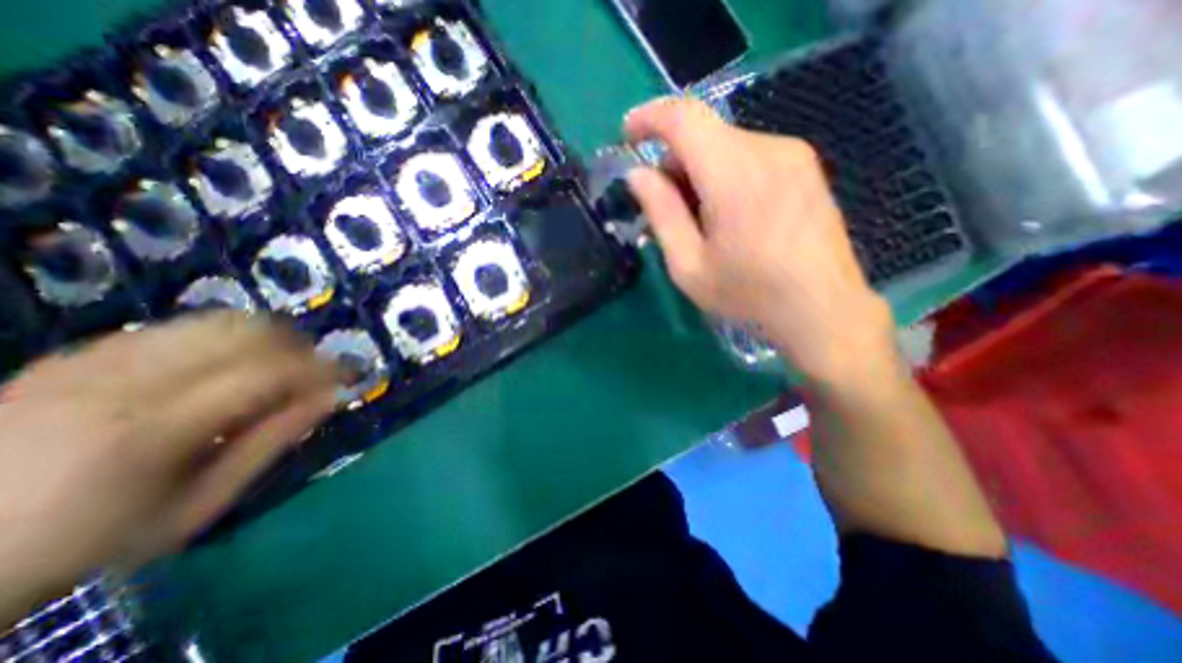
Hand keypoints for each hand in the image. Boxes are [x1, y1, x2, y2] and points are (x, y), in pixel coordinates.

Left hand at [1, 312, 336, 619]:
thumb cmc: (95, 537)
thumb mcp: (200, 504)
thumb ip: (271, 444)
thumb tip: (329, 399)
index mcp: (154, 428)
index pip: (268, 373)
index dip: (321, 367)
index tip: (349, 373)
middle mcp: (124, 380)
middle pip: (245, 332)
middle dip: (298, 344)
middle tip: (316, 368)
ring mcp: (94, 359)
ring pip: (215, 320)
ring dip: (266, 335)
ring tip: (281, 362)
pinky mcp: (78, 352)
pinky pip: (178, 326)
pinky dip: (223, 337)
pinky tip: (227, 363)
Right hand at [626, 97, 896, 379]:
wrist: (822, 309)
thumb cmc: (748, 295)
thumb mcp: (689, 265)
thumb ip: (661, 213)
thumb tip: (638, 175)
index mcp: (733, 174)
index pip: (683, 117)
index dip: (648, 118)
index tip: (627, 137)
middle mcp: (768, 149)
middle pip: (704, 134)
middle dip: (674, 162)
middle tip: (663, 206)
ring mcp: (793, 156)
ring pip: (727, 146)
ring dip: (700, 172)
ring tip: (698, 219)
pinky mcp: (806, 168)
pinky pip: (751, 157)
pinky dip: (726, 175)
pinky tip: (729, 215)